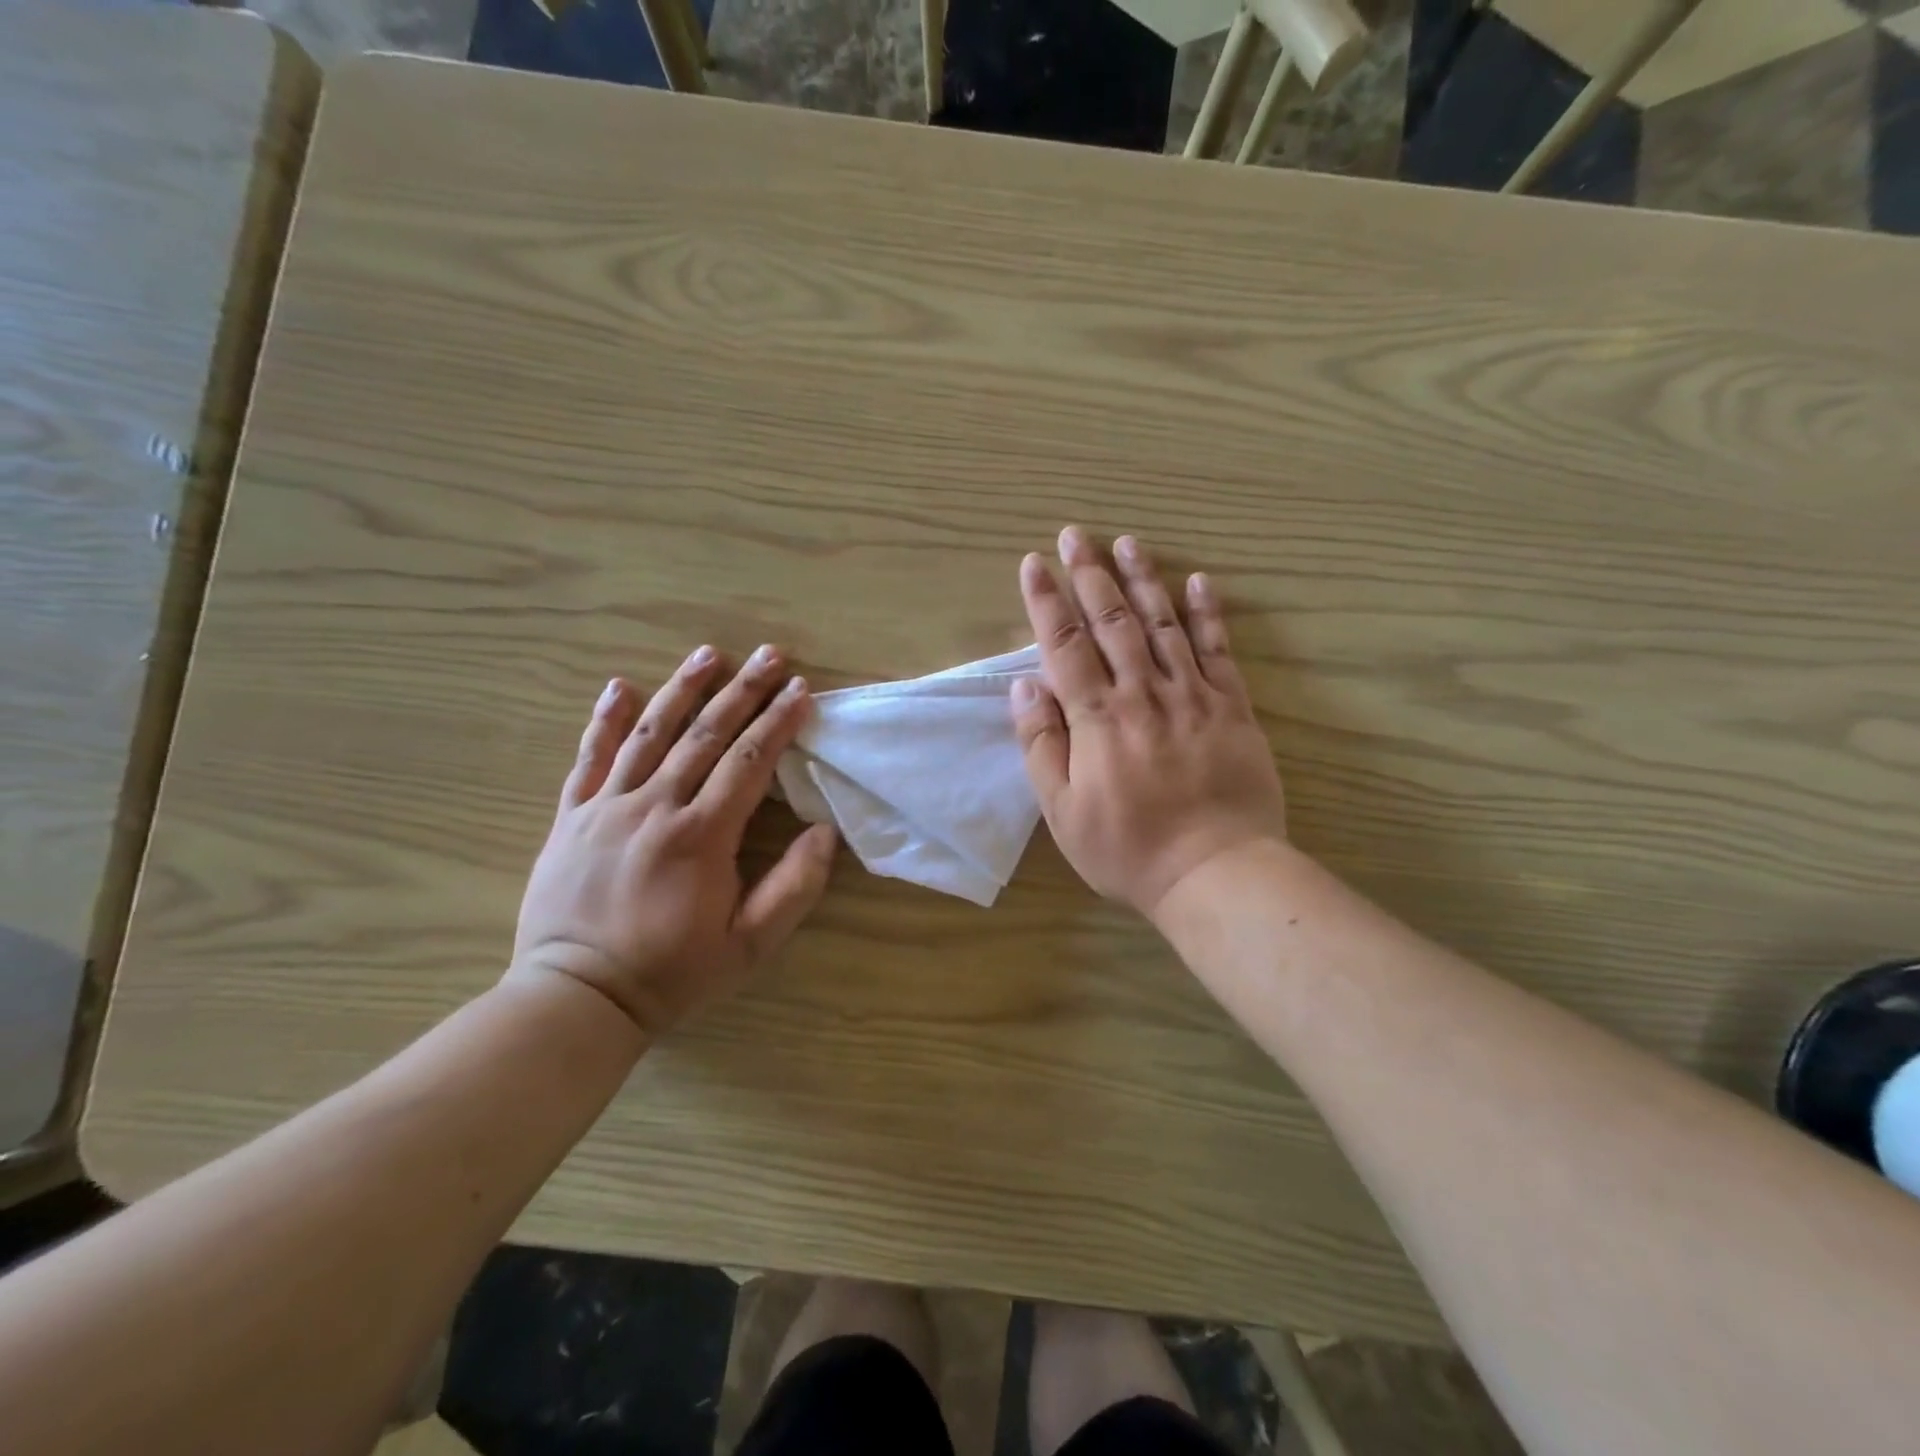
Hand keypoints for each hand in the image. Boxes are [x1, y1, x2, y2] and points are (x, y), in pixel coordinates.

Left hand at [511, 645, 838, 1037]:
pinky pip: (589, 759)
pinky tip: (619, 687)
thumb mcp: (748, 945)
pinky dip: (605, 721)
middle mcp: (654, 808)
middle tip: (770, 655)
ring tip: (709, 654)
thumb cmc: (672, 972)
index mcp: (701, 836)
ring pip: (650, 735)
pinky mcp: (571, 818)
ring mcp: (607, 808)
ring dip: (682, 690)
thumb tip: (825, 833)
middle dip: (743, 691)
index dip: (778, 723)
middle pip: (705, 736)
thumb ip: (793, 888)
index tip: (801, 690)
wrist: (577, 997)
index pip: (749, 763)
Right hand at [1012, 527, 1286, 918]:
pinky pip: (1219, 651)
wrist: (1215, 872)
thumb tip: (1026, 685)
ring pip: (1163, 625)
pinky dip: (1208, 614)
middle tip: (1075, 534)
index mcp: (1097, 718)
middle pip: (1112, 622)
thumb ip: (1042, 744)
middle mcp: (1142, 693)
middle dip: (1090, 574)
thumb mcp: (1062, 811)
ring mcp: (1192, 696)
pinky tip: (1198, 581)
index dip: (1047, 602)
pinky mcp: (1232, 708)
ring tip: (1126, 542)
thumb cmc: (1127, 849)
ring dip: (1142, 580)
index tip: (1034, 564)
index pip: (1065, 645)